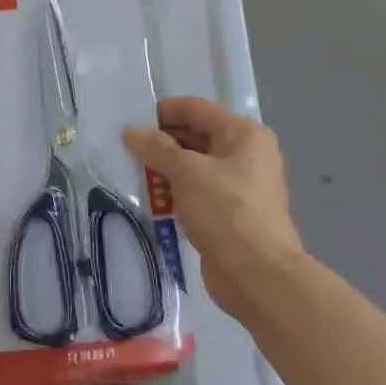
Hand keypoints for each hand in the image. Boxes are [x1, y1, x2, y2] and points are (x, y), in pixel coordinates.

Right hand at [124, 97, 303, 320]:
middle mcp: (247, 154)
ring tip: (134, 173)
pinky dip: (177, 192)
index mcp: (244, 134)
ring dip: (166, 169)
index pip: (197, 109)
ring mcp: (241, 185)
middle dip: (162, 142)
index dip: (163, 112)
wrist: (257, 275)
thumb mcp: (186, 172)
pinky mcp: (232, 213)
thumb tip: (131, 131)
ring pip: (196, 166)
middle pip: (197, 136)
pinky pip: (199, 191)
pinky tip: (153, 199)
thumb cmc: (225, 211)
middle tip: (127, 150)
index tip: (132, 123)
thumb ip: (156, 148)